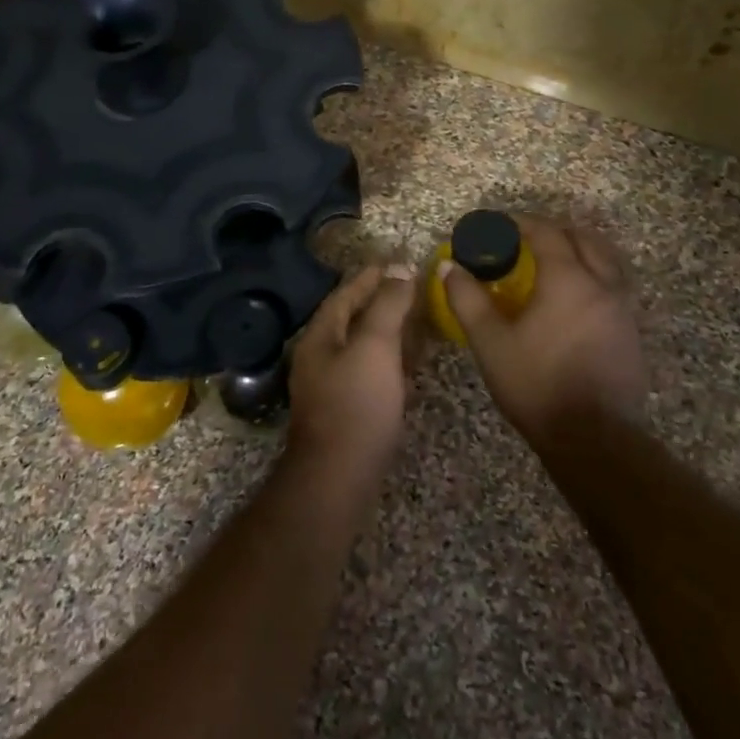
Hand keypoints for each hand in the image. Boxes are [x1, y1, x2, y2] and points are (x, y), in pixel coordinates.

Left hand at [286, 264, 415, 477]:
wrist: (338, 478)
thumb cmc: (356, 405)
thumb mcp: (375, 346)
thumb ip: (387, 305)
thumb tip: (399, 268)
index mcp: (320, 336)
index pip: (345, 293)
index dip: (372, 275)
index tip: (399, 260)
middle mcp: (320, 356)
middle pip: (352, 318)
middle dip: (382, 301)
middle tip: (415, 289)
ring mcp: (330, 386)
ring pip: (362, 347)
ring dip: (389, 331)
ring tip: (420, 321)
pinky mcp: (346, 411)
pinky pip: (370, 373)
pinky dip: (391, 361)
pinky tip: (411, 365)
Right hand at [441, 217, 647, 445]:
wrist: (593, 438)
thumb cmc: (536, 384)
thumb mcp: (490, 342)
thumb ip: (468, 300)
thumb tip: (449, 267)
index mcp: (568, 280)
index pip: (546, 233)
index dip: (520, 223)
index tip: (497, 224)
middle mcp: (602, 284)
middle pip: (584, 239)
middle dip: (554, 231)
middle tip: (525, 239)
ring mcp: (622, 309)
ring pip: (606, 261)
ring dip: (579, 250)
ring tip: (553, 262)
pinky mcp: (631, 333)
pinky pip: (614, 286)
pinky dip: (593, 276)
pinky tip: (573, 299)